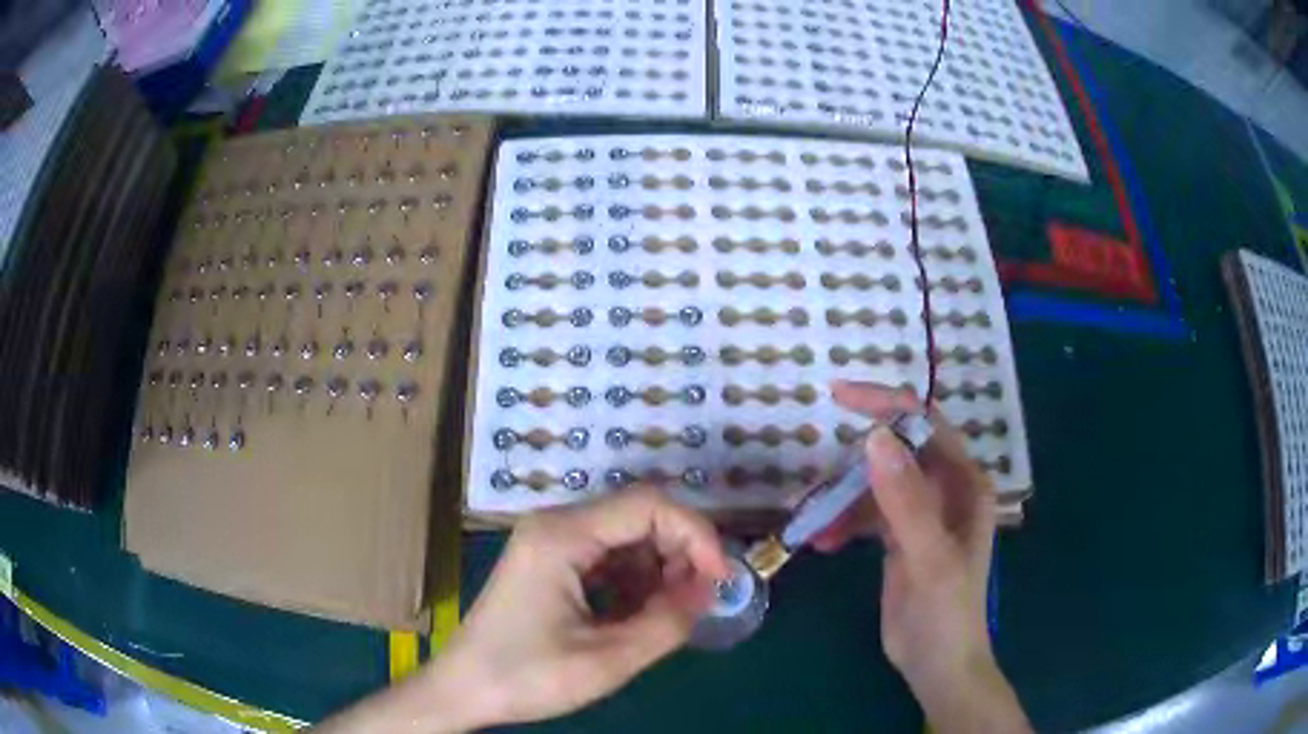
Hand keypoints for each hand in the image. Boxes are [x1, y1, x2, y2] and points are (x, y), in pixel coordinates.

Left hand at [445, 487, 727, 725]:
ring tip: (671, 612)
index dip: (696, 535)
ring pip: (627, 536)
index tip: (720, 579)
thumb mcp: (606, 660)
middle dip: (680, 552)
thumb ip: (667, 623)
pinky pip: (608, 556)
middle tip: (699, 599)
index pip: (649, 505)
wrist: (463, 689)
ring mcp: (551, 542)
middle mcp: (556, 525)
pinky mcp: (551, 562)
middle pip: (639, 515)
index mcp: (562, 536)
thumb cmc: (526, 676)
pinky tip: (641, 613)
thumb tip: (709, 590)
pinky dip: (636, 580)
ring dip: (660, 568)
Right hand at [814, 381, 1029, 733]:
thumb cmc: (945, 613)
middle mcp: (945, 490)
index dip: (886, 403)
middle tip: (816, 477)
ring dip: (842, 498)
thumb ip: (905, 500)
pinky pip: (867, 514)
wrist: (937, 665)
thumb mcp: (927, 557)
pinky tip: (822, 543)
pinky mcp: (900, 538)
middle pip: (897, 452)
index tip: (837, 396)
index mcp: (963, 483)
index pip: (925, 423)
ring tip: (811, 521)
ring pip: (875, 485)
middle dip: (854, 461)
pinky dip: (843, 522)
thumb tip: (876, 437)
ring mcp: (921, 514)